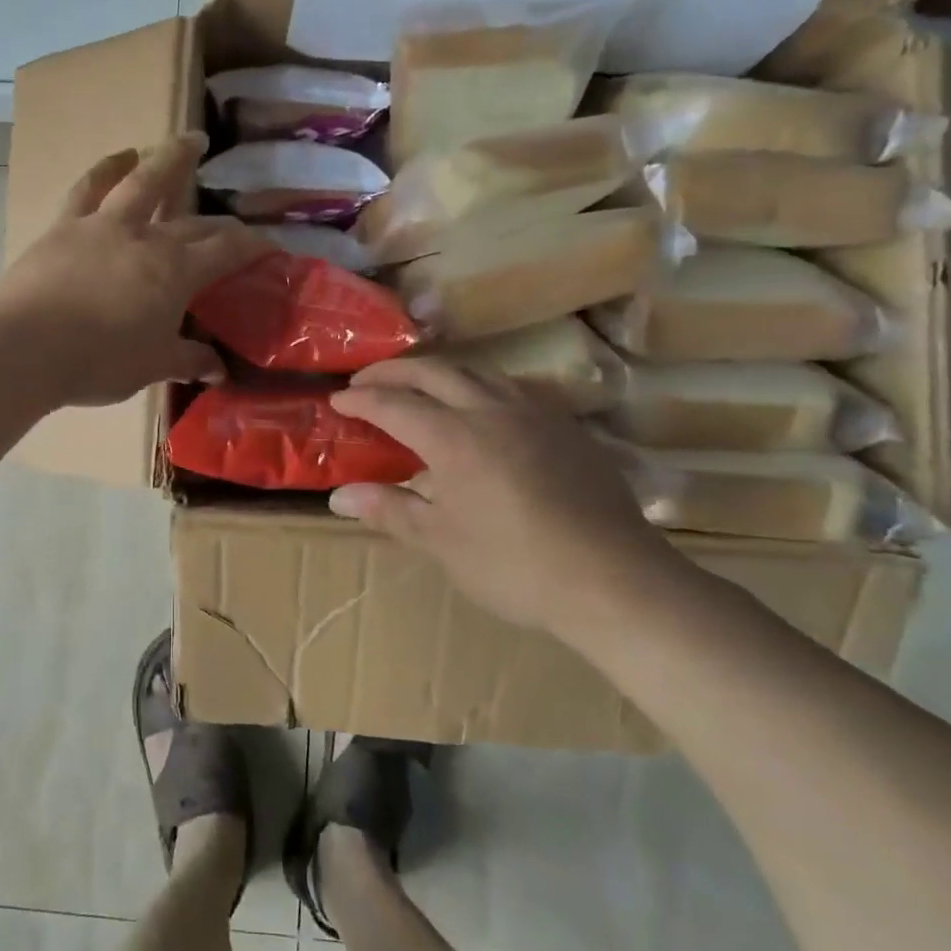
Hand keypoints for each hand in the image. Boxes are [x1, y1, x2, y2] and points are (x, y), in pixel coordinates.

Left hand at [0, 135, 271, 407]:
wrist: (25, 349)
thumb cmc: (97, 363)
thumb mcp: (152, 367)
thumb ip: (188, 361)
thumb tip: (219, 368)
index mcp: (175, 272)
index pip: (227, 250)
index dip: (254, 245)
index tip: (271, 247)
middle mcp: (145, 238)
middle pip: (194, 221)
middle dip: (222, 222)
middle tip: (235, 226)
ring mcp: (103, 226)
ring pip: (143, 180)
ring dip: (170, 158)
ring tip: (189, 141)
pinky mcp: (65, 226)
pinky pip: (89, 188)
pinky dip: (106, 168)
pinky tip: (120, 157)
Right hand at [327, 357, 690, 633]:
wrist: (614, 579)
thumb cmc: (514, 565)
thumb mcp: (441, 541)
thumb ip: (390, 509)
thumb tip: (339, 496)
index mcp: (453, 437)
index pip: (394, 404)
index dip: (361, 400)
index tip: (336, 401)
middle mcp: (490, 410)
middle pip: (434, 371)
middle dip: (393, 371)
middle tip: (366, 380)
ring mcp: (534, 413)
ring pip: (478, 371)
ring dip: (439, 372)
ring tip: (419, 386)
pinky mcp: (567, 427)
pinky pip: (513, 388)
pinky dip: (480, 386)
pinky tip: (483, 408)